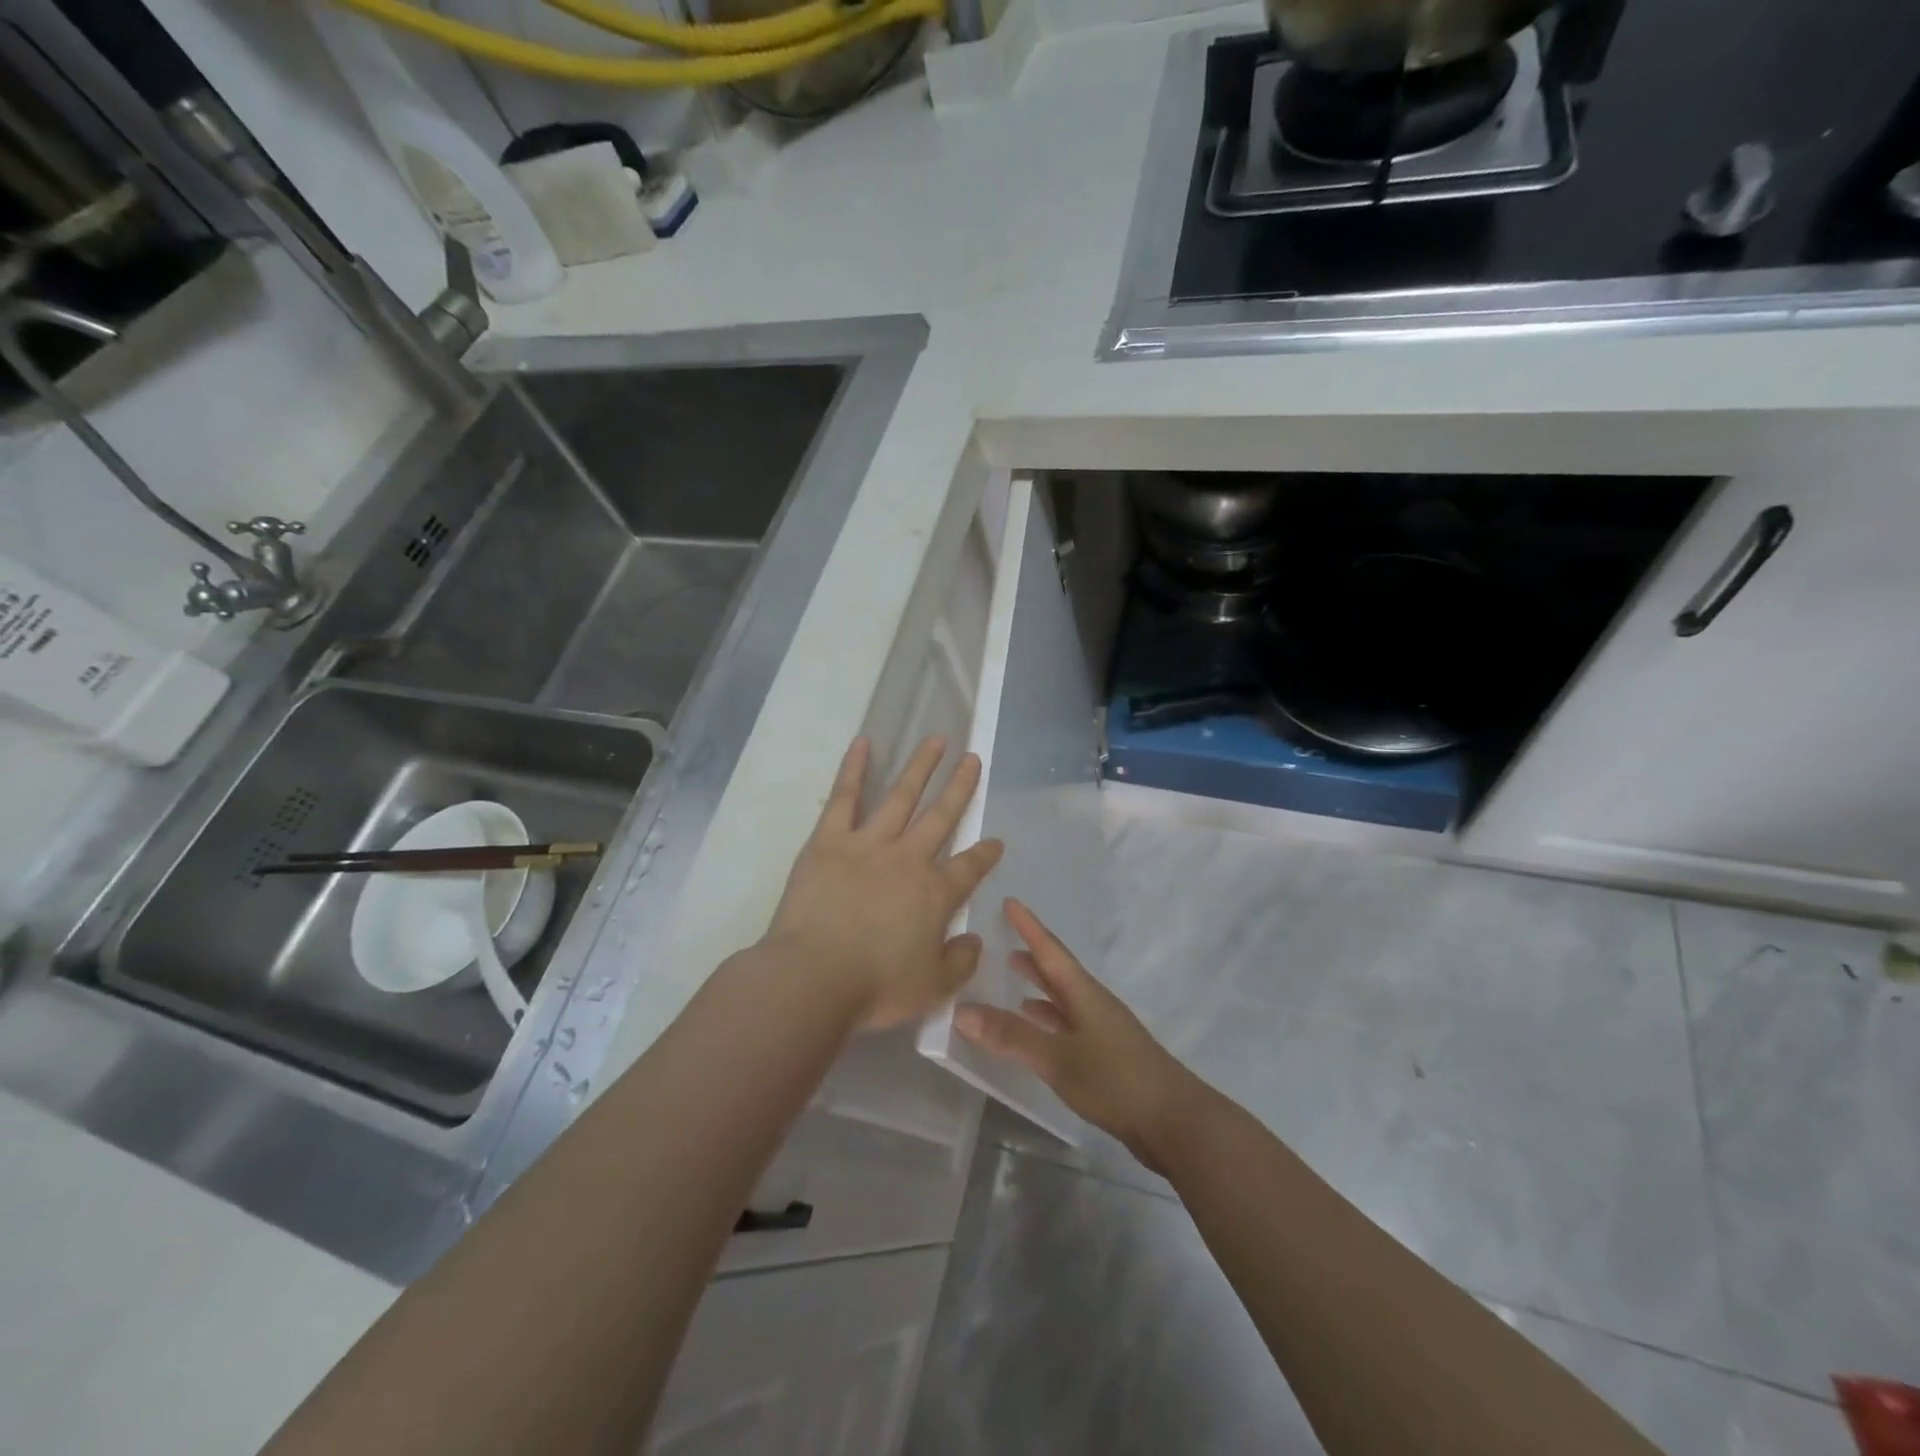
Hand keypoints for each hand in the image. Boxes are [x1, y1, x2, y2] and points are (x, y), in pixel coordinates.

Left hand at [763, 737, 1003, 1030]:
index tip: (995, 841)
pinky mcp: (829, 840)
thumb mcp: (933, 988)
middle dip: (960, 787)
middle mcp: (908, 859)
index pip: (970, 867)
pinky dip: (854, 768)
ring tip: (935, 740)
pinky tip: (863, 742)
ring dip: (920, 767)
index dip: (985, 854)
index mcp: (935, 893)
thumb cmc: (876, 987)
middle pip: (941, 816)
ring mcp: (869, 844)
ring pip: (901, 796)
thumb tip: (974, 939)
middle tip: (972, 759)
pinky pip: (844, 797)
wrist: (815, 977)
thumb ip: (960, 961)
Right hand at [953, 899, 1207, 1173]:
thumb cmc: (1115, 1080)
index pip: (1051, 950)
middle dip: (1032, 955)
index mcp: (1084, 993)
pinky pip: (1067, 1025)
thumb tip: (961, 1010)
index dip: (1029, 926)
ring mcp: (1102, 1030)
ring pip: (1063, 999)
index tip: (1010, 902)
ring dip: (1039, 987)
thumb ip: (1011, 1036)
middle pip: (1058, 971)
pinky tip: (1036, 1028)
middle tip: (1003, 940)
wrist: (1174, 1122)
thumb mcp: (1057, 1058)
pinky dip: (1047, 1020)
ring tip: (1014, 977)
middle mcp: (1093, 1004)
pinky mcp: (1106, 1057)